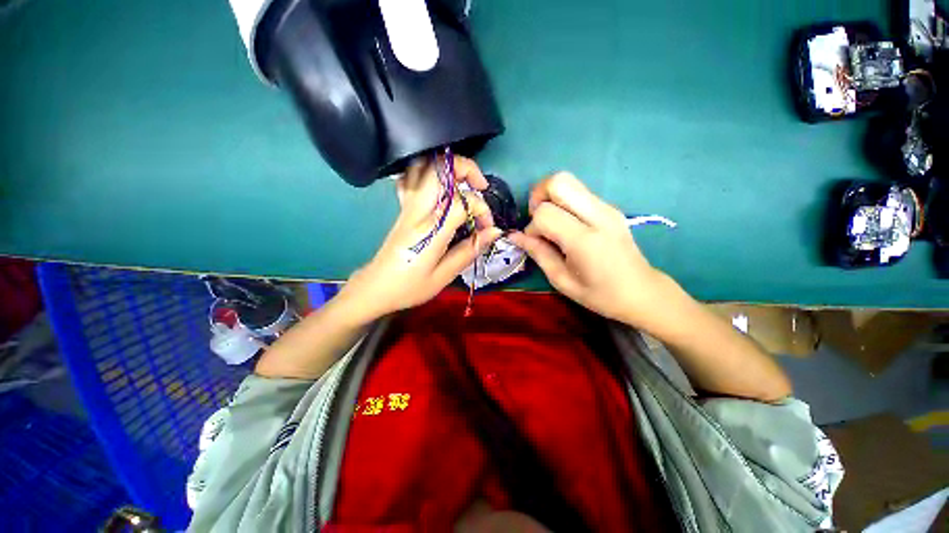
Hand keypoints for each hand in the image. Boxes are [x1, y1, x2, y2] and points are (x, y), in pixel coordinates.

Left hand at [336, 156, 501, 323]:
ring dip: (448, 167)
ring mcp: (407, 206)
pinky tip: (438, 186)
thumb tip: (493, 232)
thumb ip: (469, 250)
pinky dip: (427, 172)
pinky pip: (411, 177)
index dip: (482, 210)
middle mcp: (418, 211)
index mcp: (430, 231)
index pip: (462, 203)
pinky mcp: (402, 207)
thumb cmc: (410, 287)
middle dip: (467, 169)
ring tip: (463, 183)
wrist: (376, 287)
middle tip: (481, 186)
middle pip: (440, 169)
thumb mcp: (444, 276)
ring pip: (424, 166)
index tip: (488, 227)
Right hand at [509, 172, 660, 322]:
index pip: (545, 213)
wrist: (642, 292)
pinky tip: (565, 223)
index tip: (535, 242)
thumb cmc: (600, 294)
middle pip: (558, 181)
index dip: (532, 227)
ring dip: (550, 196)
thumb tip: (515, 236)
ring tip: (550, 220)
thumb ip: (538, 253)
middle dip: (538, 196)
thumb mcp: (562, 280)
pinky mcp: (610, 207)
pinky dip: (563, 200)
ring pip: (568, 180)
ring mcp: (607, 207)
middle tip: (537, 219)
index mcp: (585, 240)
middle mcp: (598, 216)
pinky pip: (578, 191)